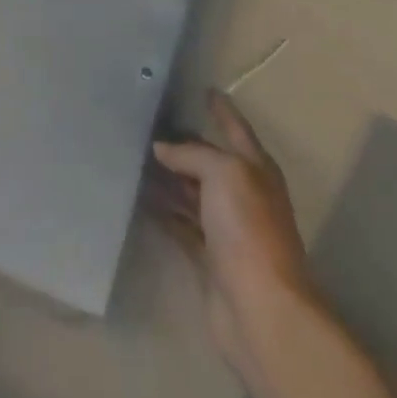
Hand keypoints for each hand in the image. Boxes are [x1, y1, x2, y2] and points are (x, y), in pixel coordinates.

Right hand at [152, 91, 313, 373]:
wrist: (261, 308)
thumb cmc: (248, 228)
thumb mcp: (224, 174)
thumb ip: (193, 155)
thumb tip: (162, 148)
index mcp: (256, 169)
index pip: (236, 128)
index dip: (222, 109)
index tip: (205, 89)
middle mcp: (244, 195)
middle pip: (211, 162)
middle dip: (185, 144)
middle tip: (150, 123)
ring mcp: (227, 228)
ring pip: (193, 193)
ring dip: (170, 178)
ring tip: (136, 157)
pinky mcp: (209, 259)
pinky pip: (182, 226)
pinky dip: (164, 212)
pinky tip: (140, 199)